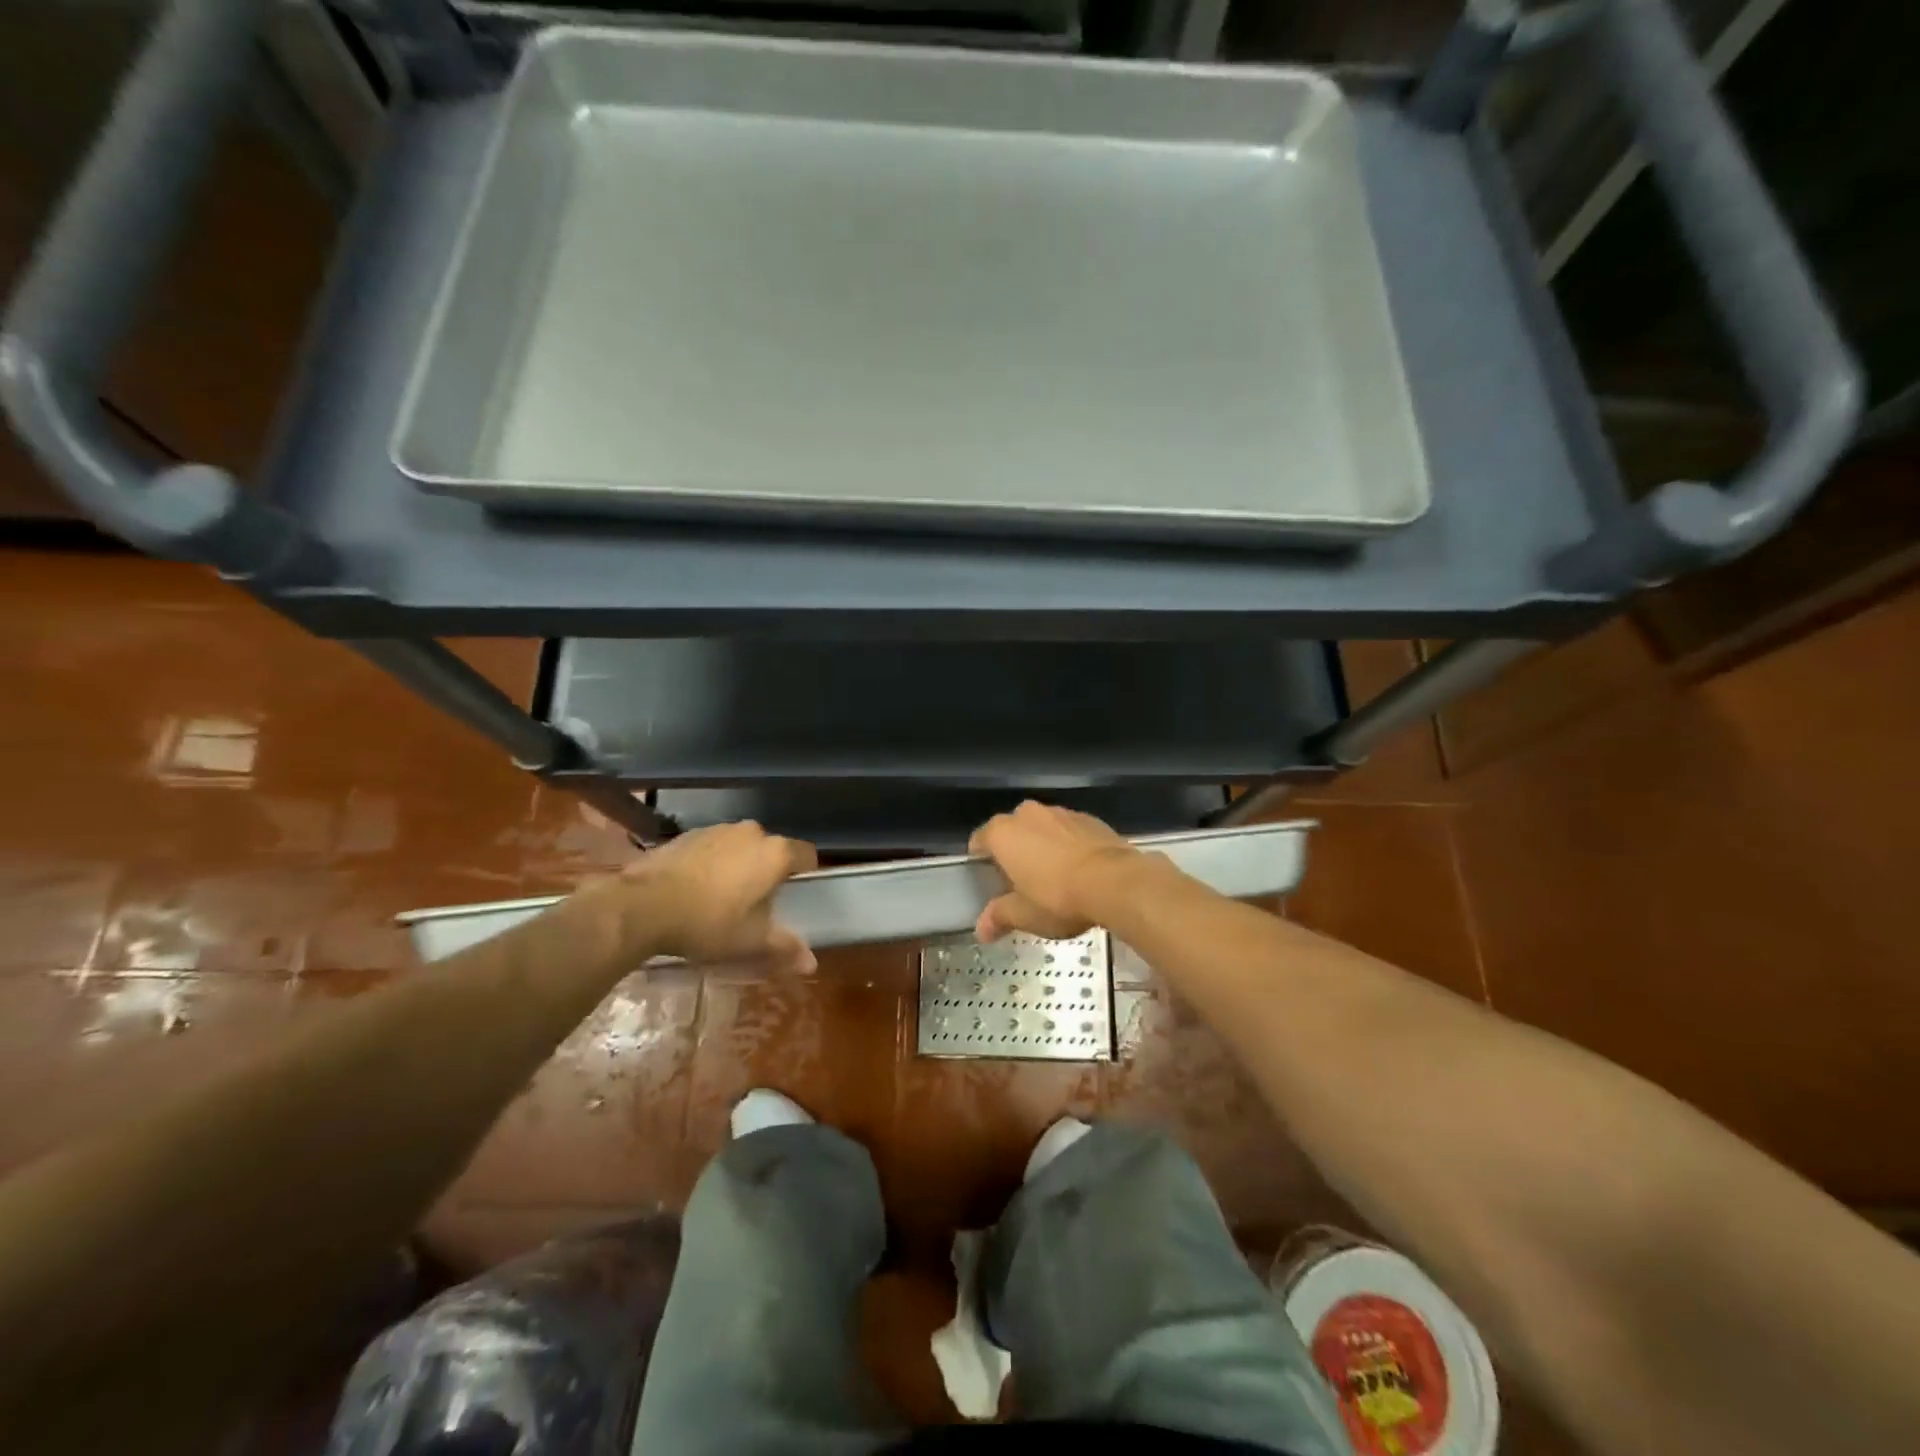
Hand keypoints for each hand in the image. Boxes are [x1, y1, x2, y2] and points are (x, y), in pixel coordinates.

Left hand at [587, 821, 818, 970]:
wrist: (642, 905)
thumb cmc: (709, 922)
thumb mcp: (751, 941)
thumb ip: (785, 947)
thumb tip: (812, 964)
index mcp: (775, 853)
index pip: (807, 854)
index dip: (805, 873)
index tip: (795, 894)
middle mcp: (751, 832)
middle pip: (772, 850)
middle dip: (768, 871)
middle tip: (757, 903)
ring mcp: (718, 829)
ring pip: (741, 846)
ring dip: (739, 865)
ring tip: (723, 897)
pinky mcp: (688, 834)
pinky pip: (713, 847)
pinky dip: (711, 863)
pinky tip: (695, 889)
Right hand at [968, 801, 1142, 942]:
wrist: (1116, 882)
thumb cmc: (1058, 897)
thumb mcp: (1024, 915)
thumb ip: (999, 917)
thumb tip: (981, 930)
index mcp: (1003, 833)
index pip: (980, 839)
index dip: (982, 861)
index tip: (990, 881)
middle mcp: (1028, 814)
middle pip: (1012, 831)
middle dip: (1015, 852)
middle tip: (1022, 883)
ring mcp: (1061, 812)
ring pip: (1043, 828)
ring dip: (1043, 846)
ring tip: (1055, 878)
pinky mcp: (1090, 818)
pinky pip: (1070, 831)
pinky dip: (1069, 845)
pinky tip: (1081, 871)